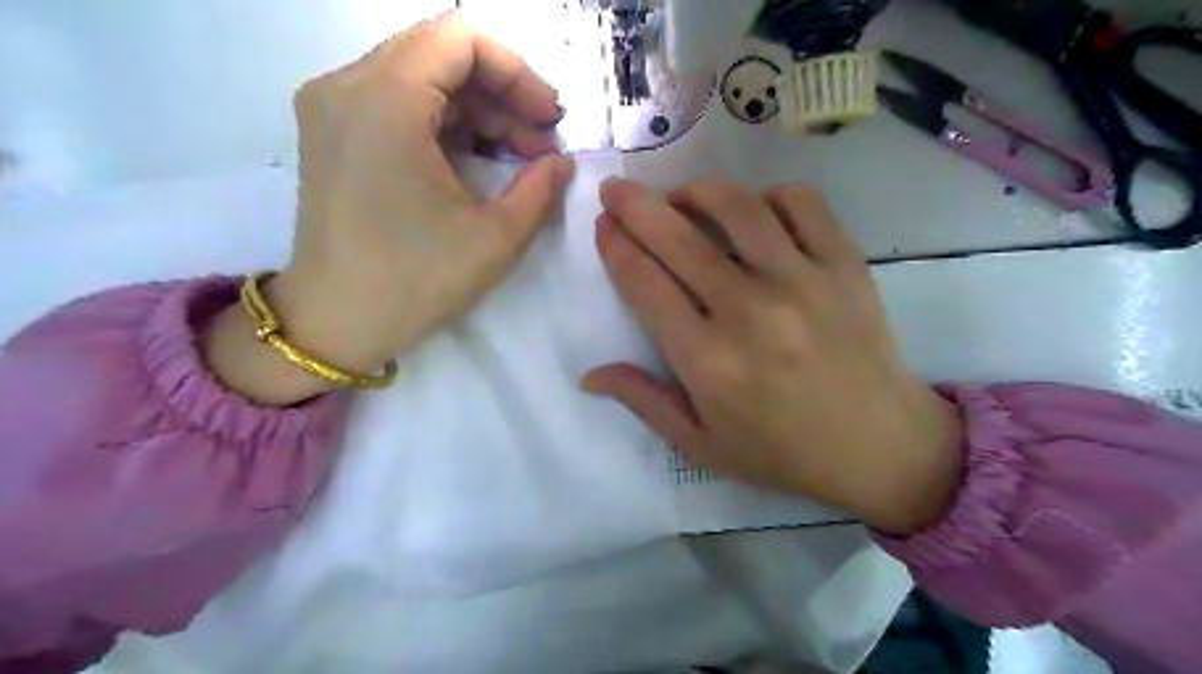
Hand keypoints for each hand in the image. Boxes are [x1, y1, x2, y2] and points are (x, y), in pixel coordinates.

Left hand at [202, 12, 574, 403]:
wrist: (334, 324)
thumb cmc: (414, 281)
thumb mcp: (496, 238)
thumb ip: (540, 189)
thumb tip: (561, 162)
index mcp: (384, 101)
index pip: (461, 38)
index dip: (519, 72)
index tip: (549, 119)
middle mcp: (347, 86)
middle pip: (441, 54)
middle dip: (503, 93)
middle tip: (541, 144)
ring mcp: (333, 108)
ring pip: (422, 78)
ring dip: (478, 110)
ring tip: (518, 157)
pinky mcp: (333, 134)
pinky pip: (399, 104)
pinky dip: (446, 123)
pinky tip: (477, 161)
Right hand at [586, 180, 963, 536]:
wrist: (880, 447)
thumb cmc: (781, 451)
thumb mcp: (701, 444)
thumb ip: (643, 401)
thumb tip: (589, 374)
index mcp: (708, 360)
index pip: (644, 284)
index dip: (616, 246)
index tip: (603, 226)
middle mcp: (749, 311)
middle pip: (677, 237)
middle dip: (635, 205)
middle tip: (616, 190)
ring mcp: (802, 281)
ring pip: (737, 207)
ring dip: (696, 190)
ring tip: (680, 197)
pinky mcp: (845, 265)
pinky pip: (802, 203)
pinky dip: (770, 195)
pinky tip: (754, 212)